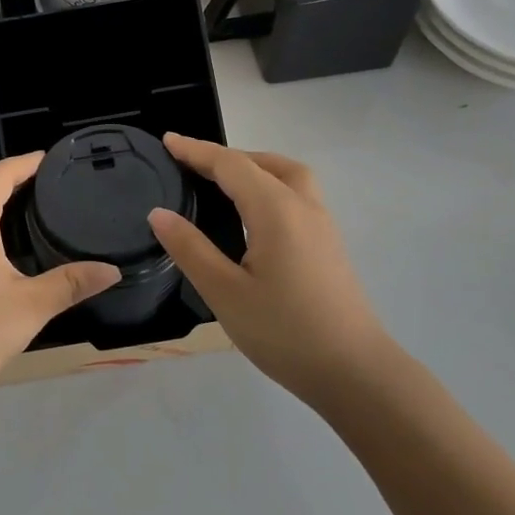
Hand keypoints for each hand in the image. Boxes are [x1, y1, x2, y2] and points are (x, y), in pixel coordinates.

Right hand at [148, 133, 394, 408]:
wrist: (356, 373)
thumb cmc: (285, 332)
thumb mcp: (225, 293)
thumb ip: (190, 249)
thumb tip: (159, 213)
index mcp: (275, 210)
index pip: (230, 165)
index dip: (196, 151)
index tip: (167, 140)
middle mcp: (303, 206)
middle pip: (263, 163)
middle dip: (226, 156)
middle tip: (191, 164)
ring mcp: (322, 225)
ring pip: (288, 175)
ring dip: (254, 167)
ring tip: (222, 181)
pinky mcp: (329, 245)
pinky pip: (297, 195)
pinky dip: (270, 185)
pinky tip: (254, 214)